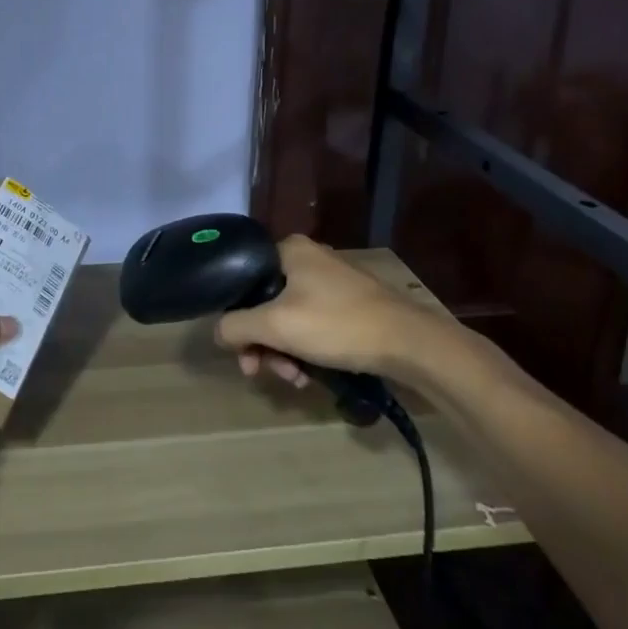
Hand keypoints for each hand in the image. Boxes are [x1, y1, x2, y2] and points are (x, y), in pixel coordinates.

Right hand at [216, 235, 437, 386]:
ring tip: (295, 379)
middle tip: (264, 371)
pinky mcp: (349, 304)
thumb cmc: (337, 324)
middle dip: (263, 342)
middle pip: (265, 302)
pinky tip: (310, 375)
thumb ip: (236, 326)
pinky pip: (312, 324)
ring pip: (288, 317)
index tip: (242, 352)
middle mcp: (308, 258)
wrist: (409, 343)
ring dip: (284, 351)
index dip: (237, 318)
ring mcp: (331, 281)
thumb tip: (218, 332)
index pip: (244, 280)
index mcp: (289, 250)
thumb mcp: (276, 325)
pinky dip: (305, 349)